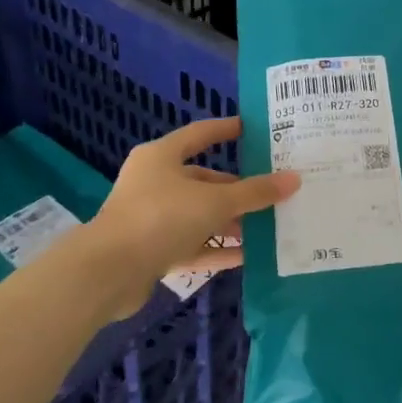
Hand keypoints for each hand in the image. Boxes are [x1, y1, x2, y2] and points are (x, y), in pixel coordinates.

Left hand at [71, 118, 299, 321]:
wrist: (108, 273)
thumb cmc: (161, 218)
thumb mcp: (216, 202)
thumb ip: (255, 192)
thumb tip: (293, 179)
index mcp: (162, 157)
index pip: (201, 134)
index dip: (227, 129)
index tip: (253, 129)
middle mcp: (154, 182)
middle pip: (203, 180)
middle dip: (237, 189)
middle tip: (271, 192)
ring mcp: (151, 218)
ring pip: (198, 214)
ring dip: (230, 221)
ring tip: (267, 226)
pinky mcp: (151, 250)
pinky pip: (191, 245)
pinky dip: (216, 249)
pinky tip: (247, 256)